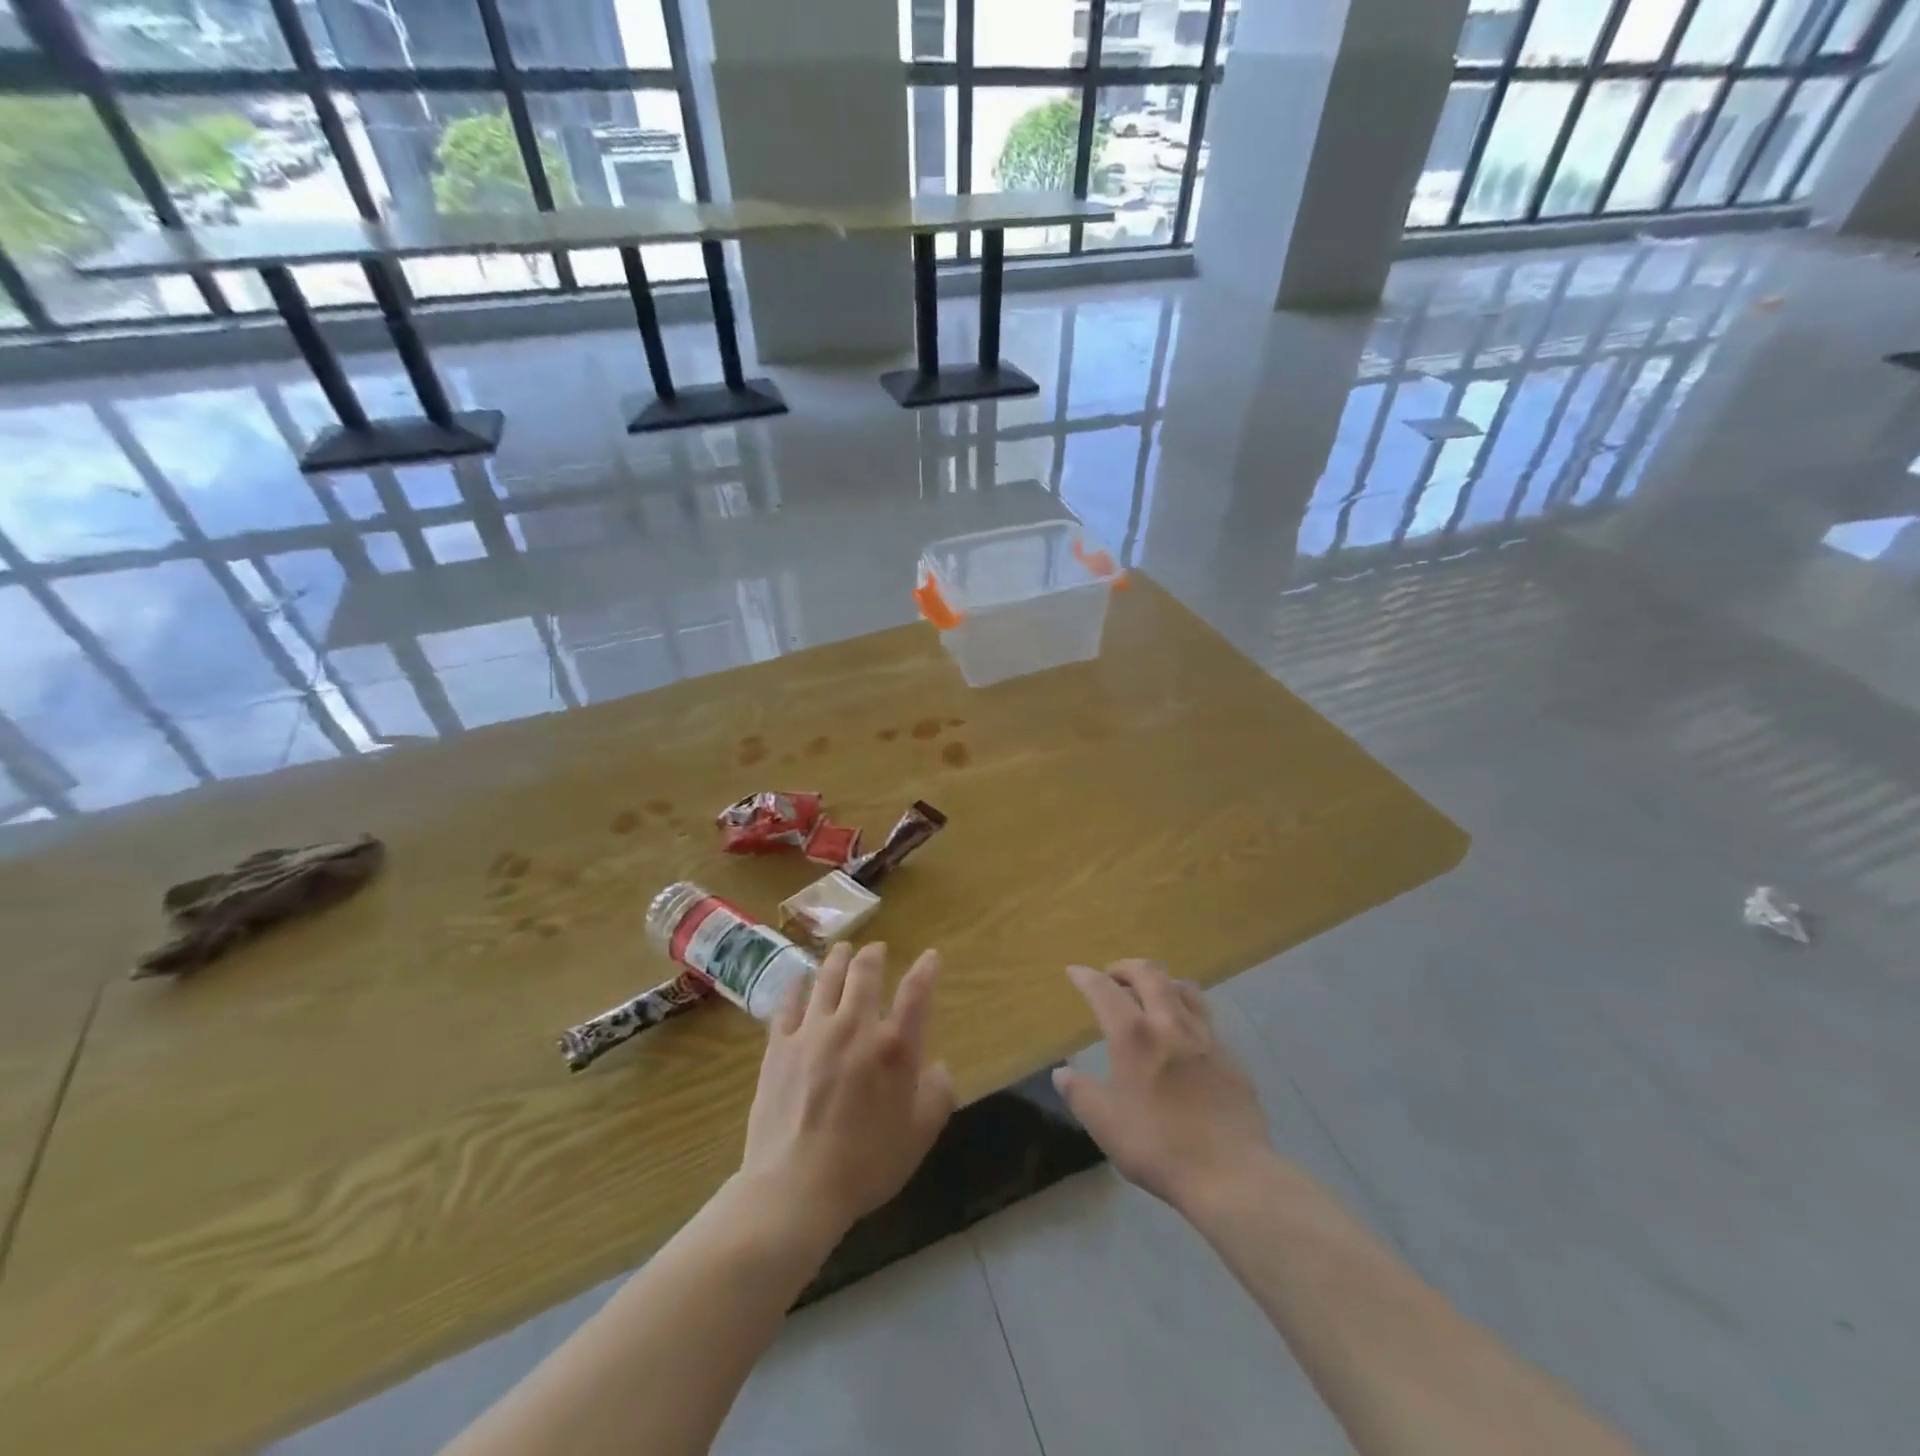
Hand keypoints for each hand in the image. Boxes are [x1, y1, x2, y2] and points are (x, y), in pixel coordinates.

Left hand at [738, 942, 955, 1242]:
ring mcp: (813, 1032)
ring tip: (842, 950)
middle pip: (865, 973)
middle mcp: (855, 1027)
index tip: (931, 956)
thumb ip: (937, 1095)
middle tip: (877, 949)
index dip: (926, 969)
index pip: (916, 994)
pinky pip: (788, 1003)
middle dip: (874, 955)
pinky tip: (799, 979)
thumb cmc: (865, 1165)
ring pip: (827, 979)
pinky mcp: (779, 1045)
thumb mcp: (918, 1136)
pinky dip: (797, 986)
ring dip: (838, 959)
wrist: (795, 1188)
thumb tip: (938, 1067)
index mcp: (894, 1048)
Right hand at [1054, 960, 1271, 1214]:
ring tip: (1151, 994)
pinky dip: (1187, 1012)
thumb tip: (1061, 1073)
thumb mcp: (1105, 1125)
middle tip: (1113, 975)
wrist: (1231, 1174)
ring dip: (1162, 982)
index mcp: (1134, 1036)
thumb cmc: (1158, 1146)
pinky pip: (1206, 1018)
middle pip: (1150, 974)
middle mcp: (1170, 1024)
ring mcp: (1206, 1037)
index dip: (1086, 976)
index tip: (1074, 971)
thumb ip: (1080, 1094)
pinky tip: (1184, 1034)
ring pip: (1184, 988)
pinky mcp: (1231, 1056)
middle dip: (1126, 967)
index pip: (1104, 990)